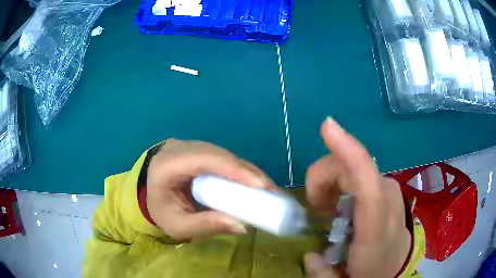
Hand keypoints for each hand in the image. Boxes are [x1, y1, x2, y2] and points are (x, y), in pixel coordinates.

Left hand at [146, 139, 276, 239]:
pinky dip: (242, 172)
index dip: (234, 170)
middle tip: (273, 192)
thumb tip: (243, 226)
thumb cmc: (160, 210)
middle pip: (221, 155)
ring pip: (226, 156)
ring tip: (270, 191)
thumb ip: (206, 225)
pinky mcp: (201, 152)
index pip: (204, 160)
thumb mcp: (177, 225)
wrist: (149, 192)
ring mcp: (192, 147)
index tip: (261, 186)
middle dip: (250, 174)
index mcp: (167, 164)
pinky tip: (255, 185)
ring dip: (250, 173)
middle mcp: (181, 148)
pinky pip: (225, 159)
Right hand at [304, 118, 410, 277]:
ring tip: (328, 210)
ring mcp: (390, 190)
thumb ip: (324, 274)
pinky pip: (360, 172)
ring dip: (332, 182)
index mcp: (377, 229)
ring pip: (354, 167)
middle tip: (316, 209)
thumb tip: (310, 255)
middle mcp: (388, 200)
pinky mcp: (388, 187)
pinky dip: (342, 182)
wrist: (396, 265)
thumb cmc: (374, 274)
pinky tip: (341, 204)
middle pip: (352, 168)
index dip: (348, 151)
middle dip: (324, 180)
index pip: (367, 183)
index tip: (327, 126)